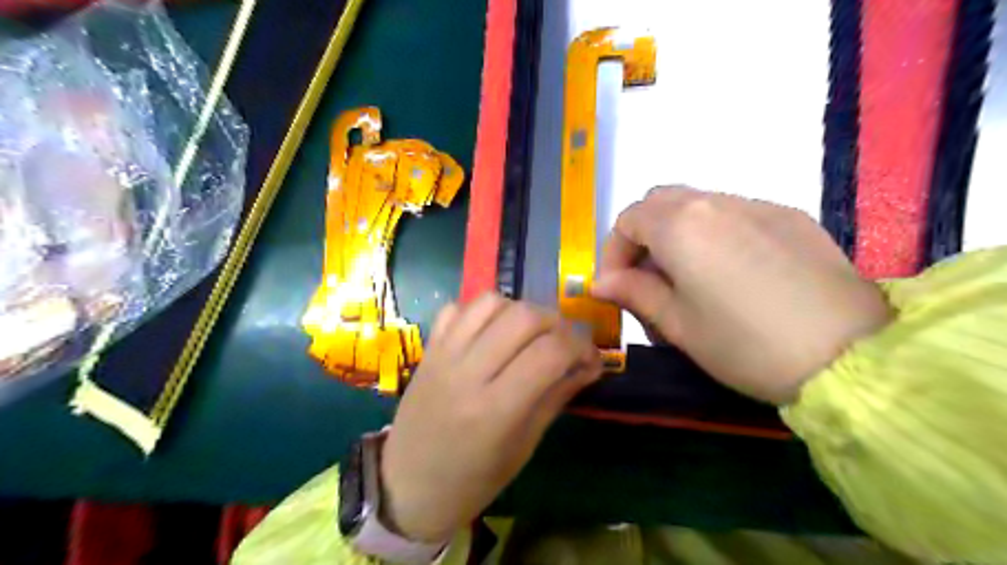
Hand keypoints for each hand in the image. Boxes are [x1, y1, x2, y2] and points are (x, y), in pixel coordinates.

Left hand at [377, 293, 594, 541]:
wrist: (407, 485)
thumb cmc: (473, 480)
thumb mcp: (524, 446)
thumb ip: (556, 397)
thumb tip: (590, 364)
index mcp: (495, 410)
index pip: (550, 352)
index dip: (580, 347)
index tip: (589, 357)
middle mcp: (468, 373)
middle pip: (523, 317)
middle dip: (555, 323)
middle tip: (562, 343)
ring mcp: (443, 355)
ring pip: (491, 302)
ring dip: (520, 310)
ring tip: (528, 334)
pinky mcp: (428, 348)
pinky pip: (457, 308)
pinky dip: (482, 311)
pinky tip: (491, 332)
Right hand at [591, 187, 887, 402]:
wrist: (851, 357)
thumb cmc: (745, 344)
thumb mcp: (677, 324)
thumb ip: (634, 293)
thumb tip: (601, 282)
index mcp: (681, 225)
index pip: (628, 220)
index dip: (614, 253)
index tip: (618, 288)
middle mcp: (716, 202)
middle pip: (660, 202)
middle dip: (643, 237)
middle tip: (650, 281)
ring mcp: (758, 205)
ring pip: (697, 205)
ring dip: (678, 235)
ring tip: (690, 282)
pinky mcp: (790, 217)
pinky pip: (735, 214)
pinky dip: (715, 235)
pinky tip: (733, 275)